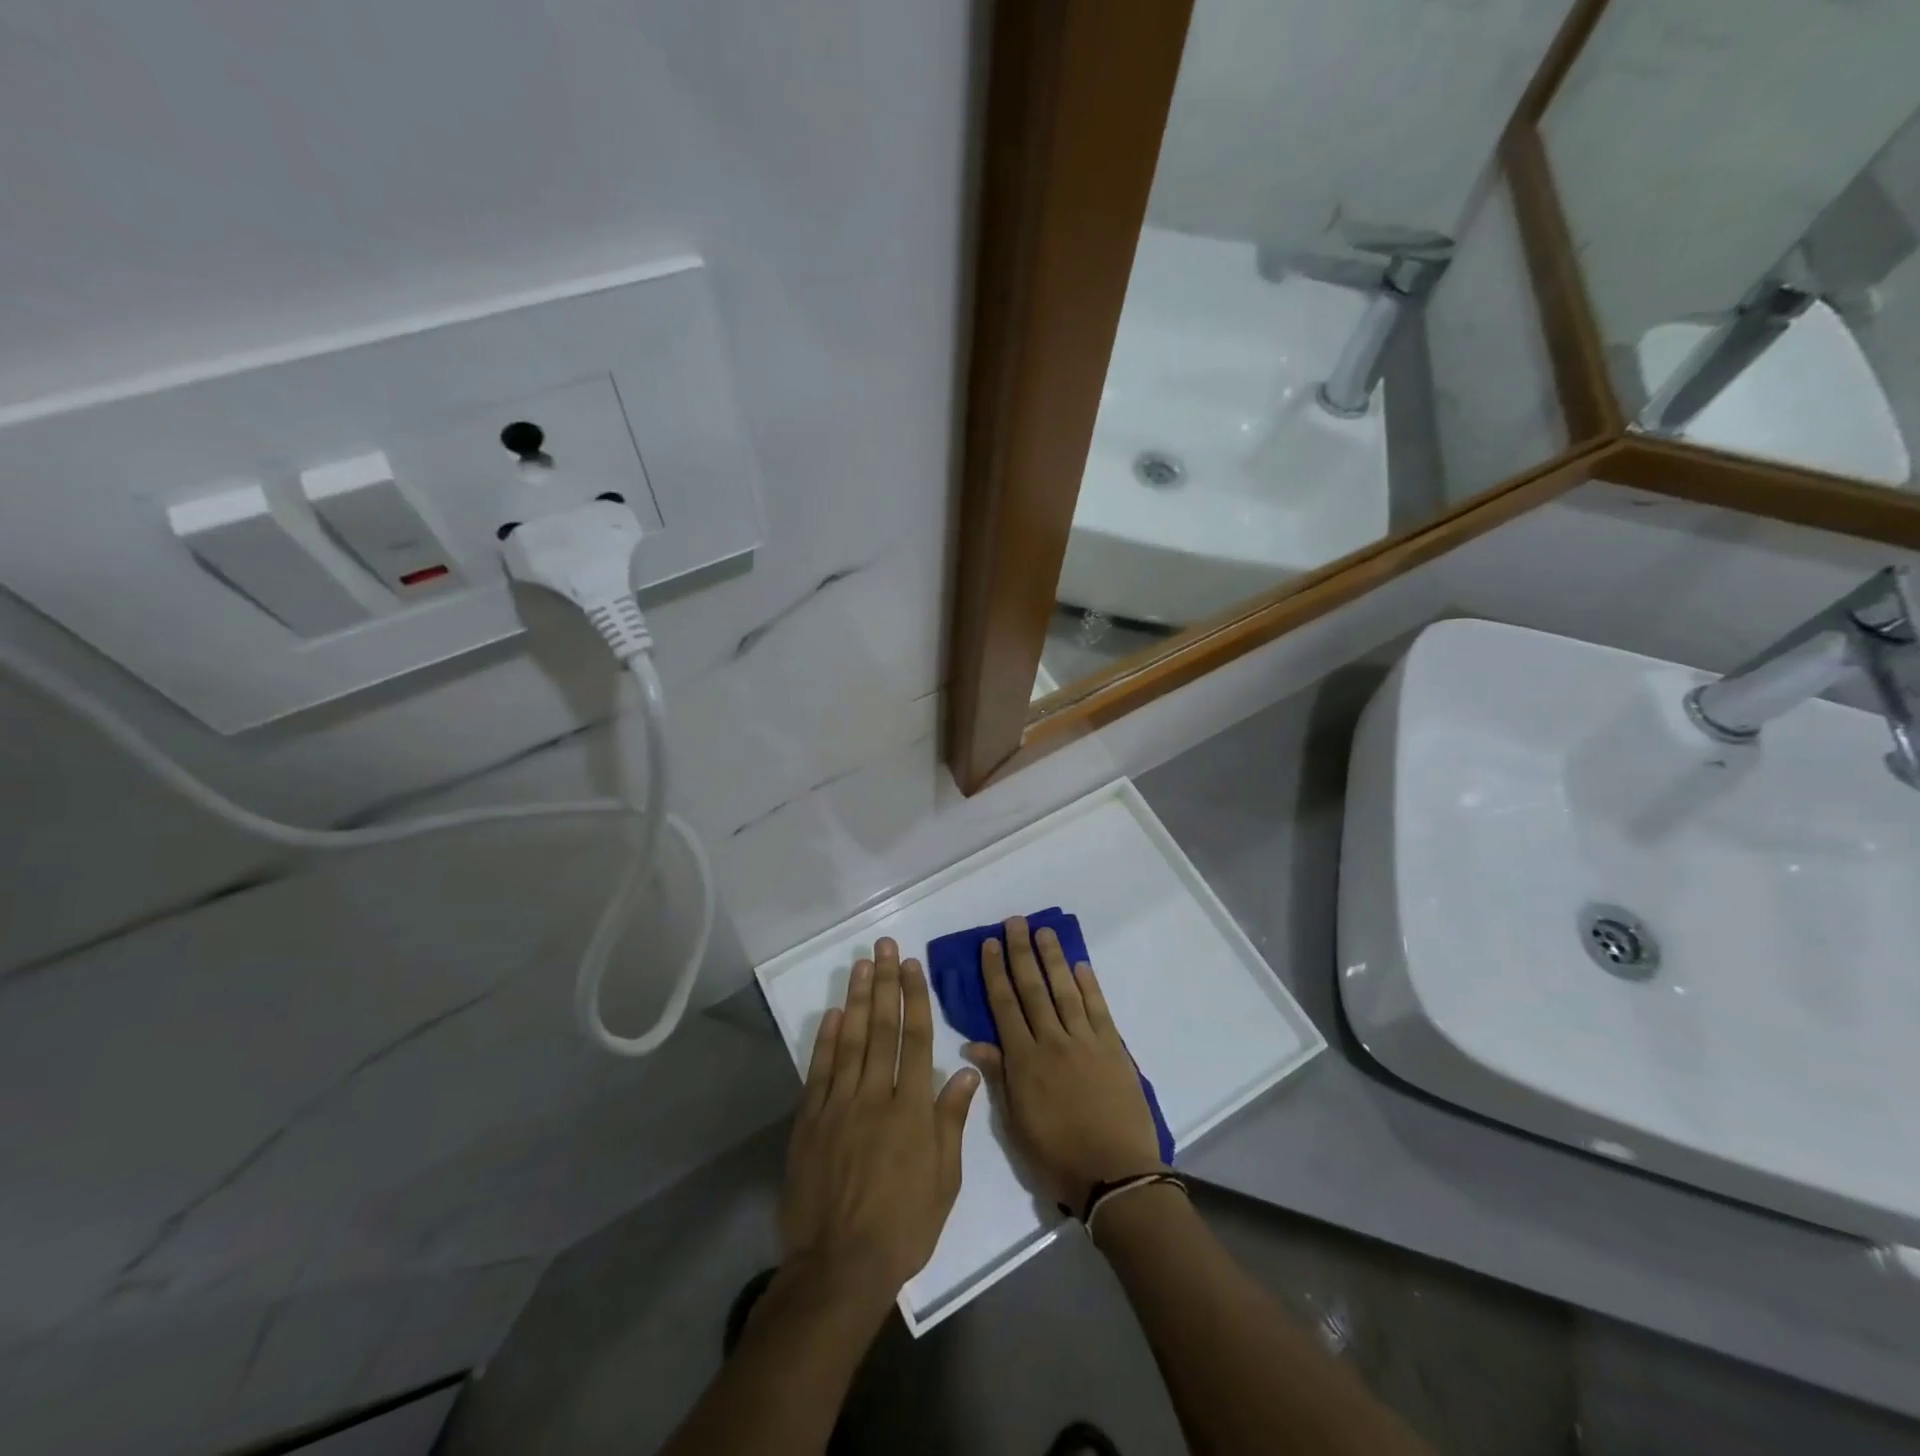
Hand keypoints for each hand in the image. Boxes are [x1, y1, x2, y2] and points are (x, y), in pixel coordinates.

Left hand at [780, 939, 980, 1303]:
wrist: (839, 1267)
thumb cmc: (903, 1226)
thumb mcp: (944, 1180)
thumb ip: (951, 1120)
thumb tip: (963, 1069)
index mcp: (912, 1109)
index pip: (915, 1039)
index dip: (914, 998)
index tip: (911, 965)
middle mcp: (875, 1096)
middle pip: (881, 1028)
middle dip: (884, 983)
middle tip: (884, 946)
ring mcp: (838, 1106)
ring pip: (849, 1040)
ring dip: (855, 999)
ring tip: (860, 964)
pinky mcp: (810, 1121)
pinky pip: (819, 1070)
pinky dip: (825, 1039)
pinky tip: (832, 1013)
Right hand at [962, 917, 1164, 1212]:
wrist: (1116, 1174)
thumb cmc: (1057, 1157)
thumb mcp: (1016, 1125)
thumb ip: (999, 1078)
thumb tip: (974, 1043)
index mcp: (1024, 1061)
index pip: (1004, 1006)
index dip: (995, 973)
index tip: (989, 944)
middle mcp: (1052, 1041)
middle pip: (1033, 988)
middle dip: (1021, 953)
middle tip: (1015, 921)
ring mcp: (1085, 1041)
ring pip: (1065, 990)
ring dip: (1053, 958)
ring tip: (1044, 931)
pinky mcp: (1113, 1048)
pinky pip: (1098, 1009)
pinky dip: (1089, 985)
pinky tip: (1080, 966)